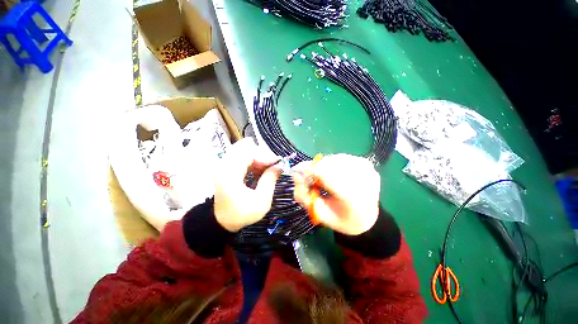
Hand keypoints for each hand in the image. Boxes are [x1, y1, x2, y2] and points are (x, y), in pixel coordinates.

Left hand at [214, 138, 280, 231]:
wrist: (223, 220)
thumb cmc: (242, 213)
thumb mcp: (261, 200)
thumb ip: (270, 180)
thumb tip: (280, 166)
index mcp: (230, 173)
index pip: (249, 153)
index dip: (265, 156)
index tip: (277, 165)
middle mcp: (224, 165)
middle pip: (246, 147)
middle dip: (262, 155)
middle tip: (272, 166)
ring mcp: (224, 164)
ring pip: (244, 150)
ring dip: (258, 158)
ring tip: (267, 170)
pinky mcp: (226, 166)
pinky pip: (241, 155)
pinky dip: (253, 161)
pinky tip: (258, 171)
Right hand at [292, 154, 379, 235]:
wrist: (367, 217)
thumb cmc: (341, 218)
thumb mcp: (318, 213)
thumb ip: (303, 195)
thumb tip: (295, 174)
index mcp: (352, 196)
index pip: (324, 173)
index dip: (308, 171)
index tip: (299, 174)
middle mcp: (363, 178)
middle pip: (329, 164)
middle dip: (315, 170)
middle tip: (313, 181)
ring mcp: (367, 168)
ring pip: (334, 159)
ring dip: (325, 167)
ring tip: (326, 180)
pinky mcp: (366, 163)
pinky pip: (342, 158)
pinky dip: (334, 165)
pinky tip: (337, 175)